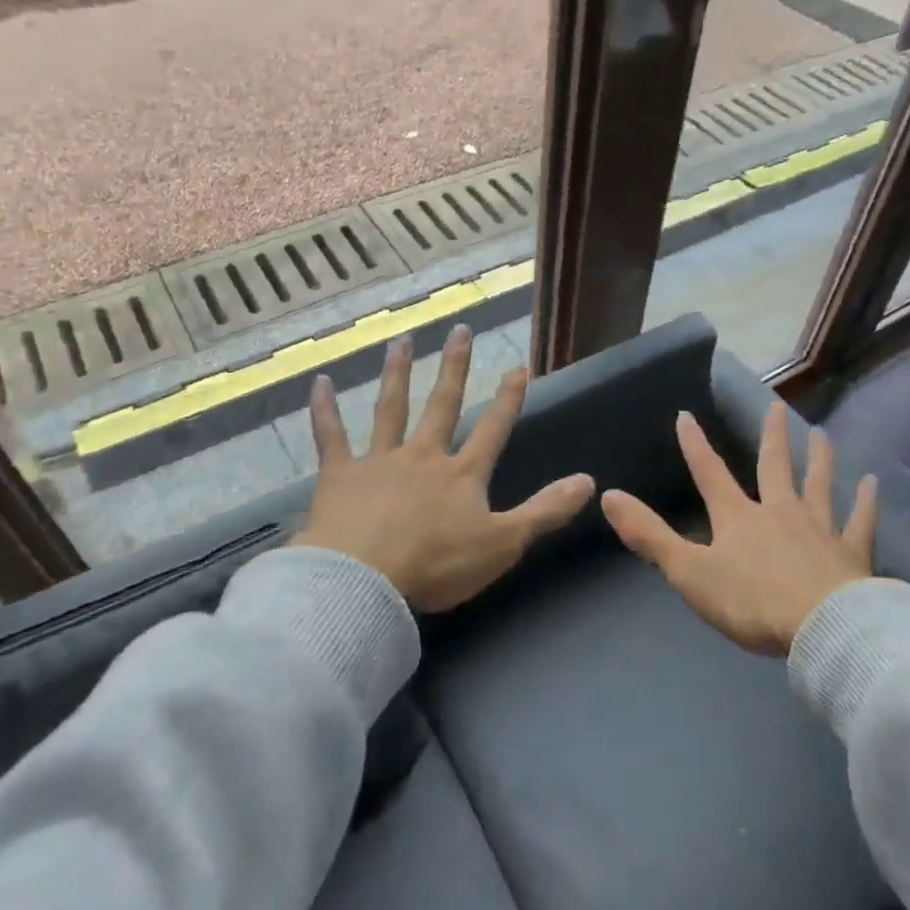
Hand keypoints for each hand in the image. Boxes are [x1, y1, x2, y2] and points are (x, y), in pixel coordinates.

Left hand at [294, 325, 594, 611]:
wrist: (363, 579)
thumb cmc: (436, 564)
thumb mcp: (503, 543)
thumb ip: (545, 511)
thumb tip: (589, 481)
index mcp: (462, 475)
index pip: (493, 429)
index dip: (509, 399)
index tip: (518, 367)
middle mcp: (423, 456)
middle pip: (442, 404)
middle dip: (454, 368)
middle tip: (460, 330)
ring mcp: (379, 461)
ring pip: (391, 408)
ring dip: (397, 373)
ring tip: (401, 341)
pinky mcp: (339, 475)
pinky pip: (331, 436)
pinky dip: (324, 410)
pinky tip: (319, 383)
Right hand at [601, 402, 877, 654]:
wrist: (822, 630)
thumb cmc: (751, 603)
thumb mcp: (689, 572)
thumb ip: (649, 535)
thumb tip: (607, 496)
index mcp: (738, 517)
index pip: (710, 473)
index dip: (695, 445)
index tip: (686, 415)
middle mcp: (779, 511)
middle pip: (774, 466)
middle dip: (771, 436)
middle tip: (776, 406)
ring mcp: (819, 528)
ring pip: (819, 484)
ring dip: (820, 458)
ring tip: (822, 433)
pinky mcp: (852, 552)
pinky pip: (859, 521)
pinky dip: (866, 502)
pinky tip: (872, 483)